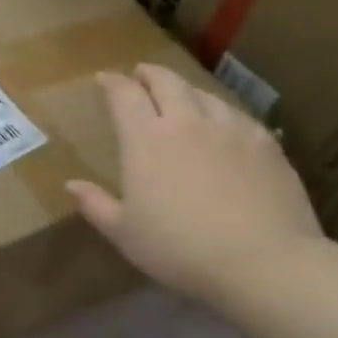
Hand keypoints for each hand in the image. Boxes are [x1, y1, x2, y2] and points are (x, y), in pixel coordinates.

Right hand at [66, 64, 323, 301]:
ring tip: (180, 96)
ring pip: (202, 93)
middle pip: (166, 81)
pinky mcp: (265, 143)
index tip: (104, 78)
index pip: (124, 94)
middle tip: (140, 75)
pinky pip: (236, 114)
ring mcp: (230, 128)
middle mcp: (186, 121)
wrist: (265, 263)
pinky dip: (219, 110)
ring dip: (185, 89)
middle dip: (149, 74)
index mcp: (145, 138)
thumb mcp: (125, 233)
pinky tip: (222, 123)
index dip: (112, 82)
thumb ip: (96, 204)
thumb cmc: (181, 249)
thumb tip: (71, 184)